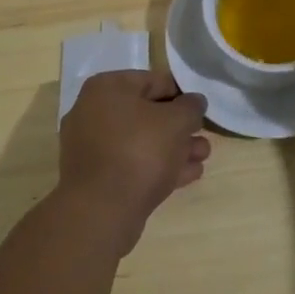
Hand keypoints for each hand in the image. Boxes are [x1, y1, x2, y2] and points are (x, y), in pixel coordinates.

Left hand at [58, 71, 210, 251]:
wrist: (101, 212)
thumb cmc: (139, 151)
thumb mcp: (176, 121)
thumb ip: (191, 107)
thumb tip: (194, 103)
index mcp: (107, 88)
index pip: (154, 81)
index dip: (182, 94)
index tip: (201, 111)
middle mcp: (93, 112)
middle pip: (147, 114)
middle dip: (179, 127)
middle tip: (203, 137)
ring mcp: (91, 148)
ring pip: (141, 142)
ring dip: (173, 148)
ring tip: (202, 158)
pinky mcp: (96, 179)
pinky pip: (132, 164)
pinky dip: (158, 167)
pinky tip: (187, 175)